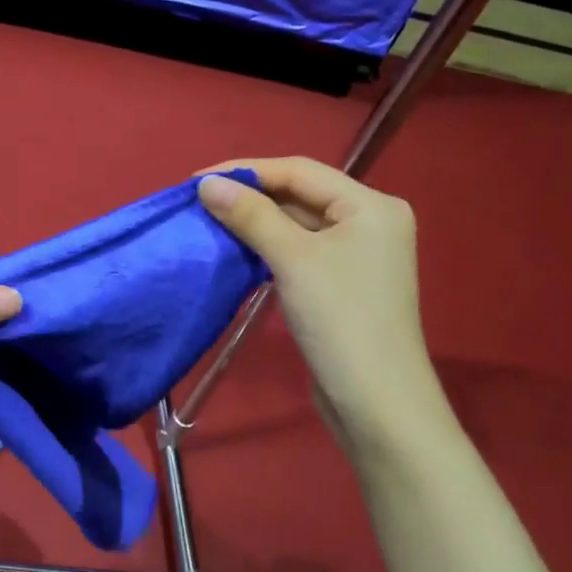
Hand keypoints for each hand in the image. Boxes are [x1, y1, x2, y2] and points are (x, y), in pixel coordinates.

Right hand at [197, 158, 441, 437]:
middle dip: (250, 196)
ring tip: (209, 221)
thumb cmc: (340, 319)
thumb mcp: (293, 259)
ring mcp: (356, 255)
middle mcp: (369, 222)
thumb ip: (251, 215)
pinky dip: (267, 247)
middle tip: (198, 202)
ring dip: (255, 222)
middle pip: (300, 195)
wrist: (376, 401)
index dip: (246, 170)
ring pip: (297, 224)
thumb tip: (207, 184)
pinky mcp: (341, 284)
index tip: (196, 181)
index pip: (300, 171)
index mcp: (371, 205)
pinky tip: (236, 249)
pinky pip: (298, 251)